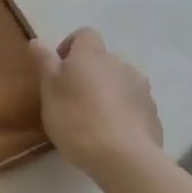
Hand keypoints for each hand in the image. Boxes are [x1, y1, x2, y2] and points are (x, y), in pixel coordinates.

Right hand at [29, 28, 165, 180]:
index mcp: (92, 54)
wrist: (123, 158)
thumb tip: (37, 41)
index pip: (84, 34)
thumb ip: (45, 63)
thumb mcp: (49, 90)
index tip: (58, 69)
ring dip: (108, 91)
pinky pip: (134, 104)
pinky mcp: (153, 113)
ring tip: (94, 118)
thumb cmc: (76, 119)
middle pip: (102, 59)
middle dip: (89, 73)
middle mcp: (120, 63)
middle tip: (72, 98)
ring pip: (120, 81)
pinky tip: (113, 134)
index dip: (70, 47)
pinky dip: (123, 111)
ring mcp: (141, 88)